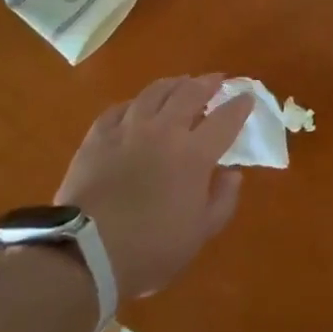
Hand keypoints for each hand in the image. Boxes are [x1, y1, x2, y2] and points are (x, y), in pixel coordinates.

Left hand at [54, 75, 254, 299]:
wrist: (86, 252)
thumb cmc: (151, 249)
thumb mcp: (199, 233)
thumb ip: (222, 200)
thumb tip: (232, 173)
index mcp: (194, 154)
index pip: (224, 120)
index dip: (239, 106)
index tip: (246, 97)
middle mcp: (163, 131)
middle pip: (189, 93)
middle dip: (208, 83)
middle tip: (216, 80)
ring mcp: (128, 129)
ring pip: (154, 92)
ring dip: (173, 84)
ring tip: (181, 82)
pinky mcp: (98, 136)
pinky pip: (120, 108)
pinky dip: (135, 103)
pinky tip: (137, 106)